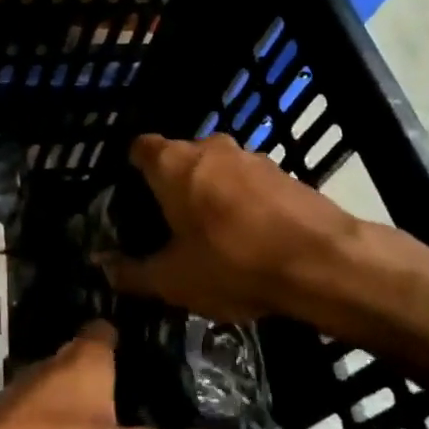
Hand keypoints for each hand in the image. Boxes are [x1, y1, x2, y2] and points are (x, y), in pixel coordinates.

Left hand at [0, 321, 232, 428]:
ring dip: (82, 425)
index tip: (160, 356)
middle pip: (80, 370)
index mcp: (80, 363)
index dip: (130, 336)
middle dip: (111, 386)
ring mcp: (12, 415)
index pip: (105, 330)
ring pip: (56, 410)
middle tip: (153, 413)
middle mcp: (43, 377)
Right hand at [103, 132, 363, 321]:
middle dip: (172, 186)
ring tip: (210, 236)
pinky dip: (242, 204)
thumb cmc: (232, 264)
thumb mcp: (173, 280)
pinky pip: (249, 184)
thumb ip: (133, 273)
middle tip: (168, 225)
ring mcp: (252, 157)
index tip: (131, 199)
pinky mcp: (285, 174)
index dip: (131, 170)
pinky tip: (248, 240)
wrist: (324, 263)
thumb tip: (104, 269)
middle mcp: (211, 148)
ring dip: (210, 194)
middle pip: (180, 158)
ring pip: (217, 170)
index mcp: (174, 163)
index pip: (139, 148)